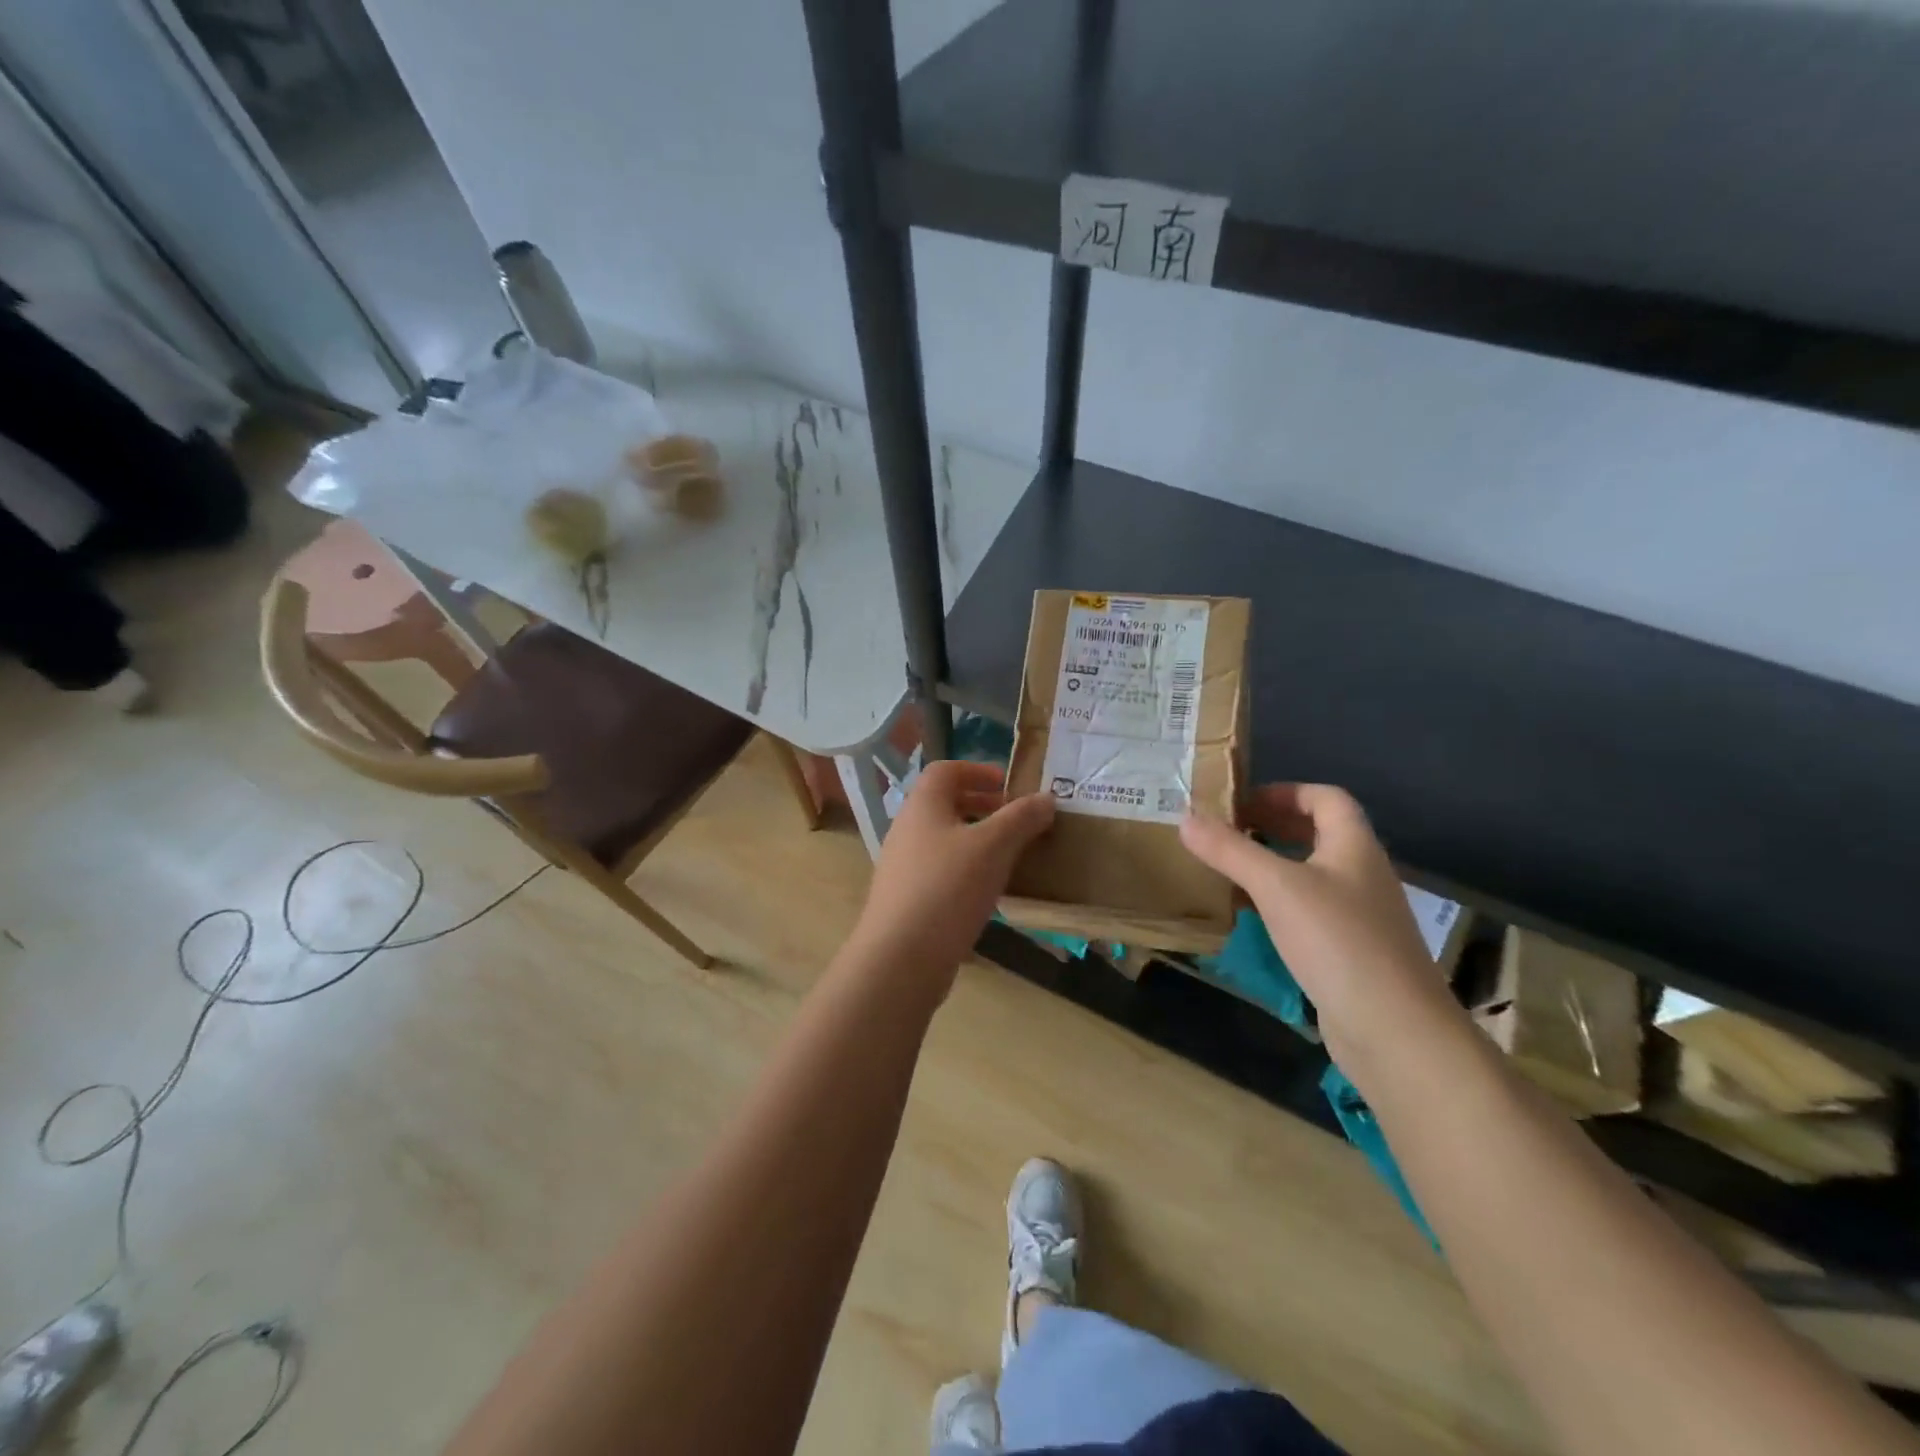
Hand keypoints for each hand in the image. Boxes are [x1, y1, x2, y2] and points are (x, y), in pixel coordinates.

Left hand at [847, 759, 1054, 995]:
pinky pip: (940, 872)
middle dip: (983, 807)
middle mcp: (907, 829)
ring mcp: (903, 867)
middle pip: (945, 804)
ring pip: (944, 840)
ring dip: (977, 841)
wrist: (900, 958)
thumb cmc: (948, 888)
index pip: (945, 770)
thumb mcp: (994, 847)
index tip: (1008, 785)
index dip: (977, 770)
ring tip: (1010, 857)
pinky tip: (989, 894)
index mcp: (922, 805)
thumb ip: (1021, 818)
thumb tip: (1046, 797)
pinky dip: (966, 871)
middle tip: (1016, 821)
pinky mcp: (906, 900)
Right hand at [1180, 784, 1462, 1061]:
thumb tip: (1186, 817)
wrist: (1394, 1030)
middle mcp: (1362, 875)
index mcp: (1354, 847)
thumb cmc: (1337, 941)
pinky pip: (1309, 912)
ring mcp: (1359, 916)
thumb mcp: (1275, 887)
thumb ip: (1230, 850)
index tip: (1242, 802)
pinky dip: (1278, 905)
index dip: (1285, 791)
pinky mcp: (1350, 952)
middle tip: (1227, 832)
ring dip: (1272, 867)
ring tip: (1229, 870)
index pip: (1326, 798)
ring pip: (1312, 876)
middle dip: (1273, 827)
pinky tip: (1250, 918)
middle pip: (1318, 835)